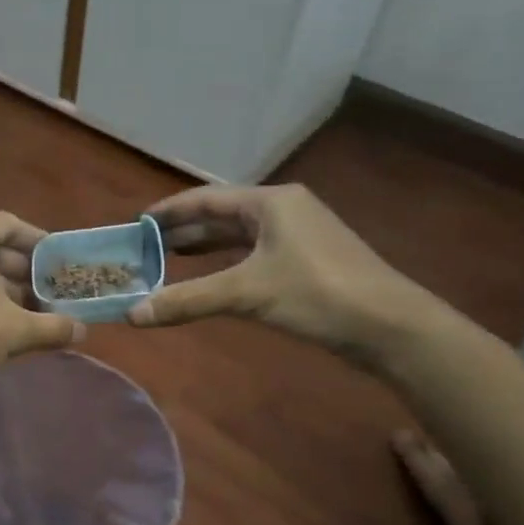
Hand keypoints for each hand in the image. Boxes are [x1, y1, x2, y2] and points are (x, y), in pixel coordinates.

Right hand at [128, 184, 434, 356]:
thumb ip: (187, 300)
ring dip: (205, 246)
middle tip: (145, 246)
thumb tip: (132, 314)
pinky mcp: (308, 261)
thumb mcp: (246, 293)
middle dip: (183, 230)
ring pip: (239, 235)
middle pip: (222, 215)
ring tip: (169, 258)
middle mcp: (284, 210)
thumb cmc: (318, 293)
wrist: (391, 326)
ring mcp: (299, 235)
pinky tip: (212, 278)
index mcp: (271, 202)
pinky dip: (227, 263)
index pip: (206, 198)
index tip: (137, 222)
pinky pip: (254, 254)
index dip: (169, 210)